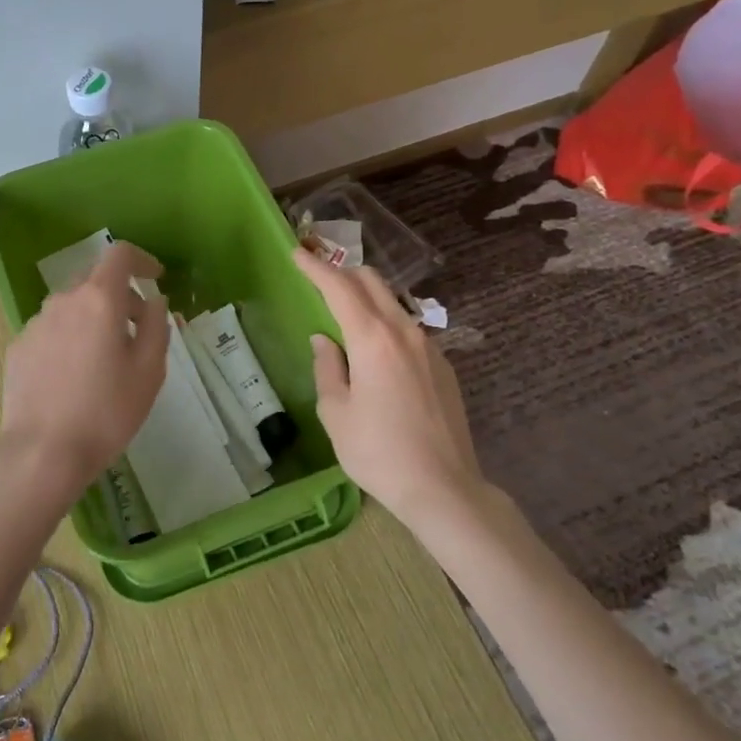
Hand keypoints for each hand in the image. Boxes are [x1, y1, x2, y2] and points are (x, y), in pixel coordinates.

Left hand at [0, 242, 168, 509]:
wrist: (41, 453)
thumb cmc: (106, 412)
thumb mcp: (149, 371)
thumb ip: (157, 326)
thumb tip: (154, 301)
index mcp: (99, 299)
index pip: (119, 254)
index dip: (142, 259)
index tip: (156, 278)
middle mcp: (63, 301)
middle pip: (94, 279)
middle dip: (120, 294)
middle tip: (136, 330)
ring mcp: (35, 324)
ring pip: (71, 306)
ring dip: (92, 318)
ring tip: (104, 360)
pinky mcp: (17, 348)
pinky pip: (51, 330)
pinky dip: (69, 339)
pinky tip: (73, 378)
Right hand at [292, 246, 481, 523]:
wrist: (443, 487)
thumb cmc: (378, 452)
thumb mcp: (336, 413)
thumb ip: (327, 368)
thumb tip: (324, 340)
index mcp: (373, 339)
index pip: (340, 287)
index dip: (316, 267)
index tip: (297, 252)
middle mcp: (404, 332)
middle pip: (373, 282)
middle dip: (343, 272)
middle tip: (318, 276)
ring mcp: (429, 347)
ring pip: (394, 304)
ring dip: (366, 297)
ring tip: (344, 312)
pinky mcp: (443, 366)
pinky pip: (408, 330)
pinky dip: (385, 323)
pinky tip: (375, 350)